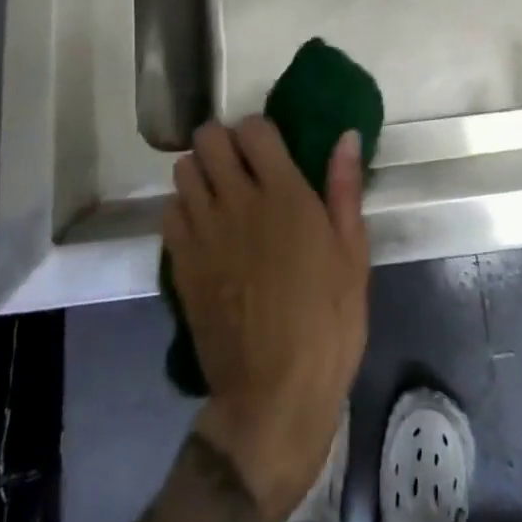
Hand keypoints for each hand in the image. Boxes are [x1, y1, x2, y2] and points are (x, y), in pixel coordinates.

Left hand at [163, 116, 369, 521]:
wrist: (275, 393)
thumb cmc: (328, 321)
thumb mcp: (352, 254)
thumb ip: (344, 188)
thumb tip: (346, 136)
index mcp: (284, 194)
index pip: (253, 129)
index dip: (259, 131)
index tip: (270, 148)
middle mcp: (237, 201)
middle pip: (209, 139)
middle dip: (223, 141)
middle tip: (241, 164)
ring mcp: (203, 231)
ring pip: (183, 169)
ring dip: (200, 170)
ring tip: (219, 192)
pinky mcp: (181, 262)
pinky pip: (169, 211)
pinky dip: (183, 207)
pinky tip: (203, 227)